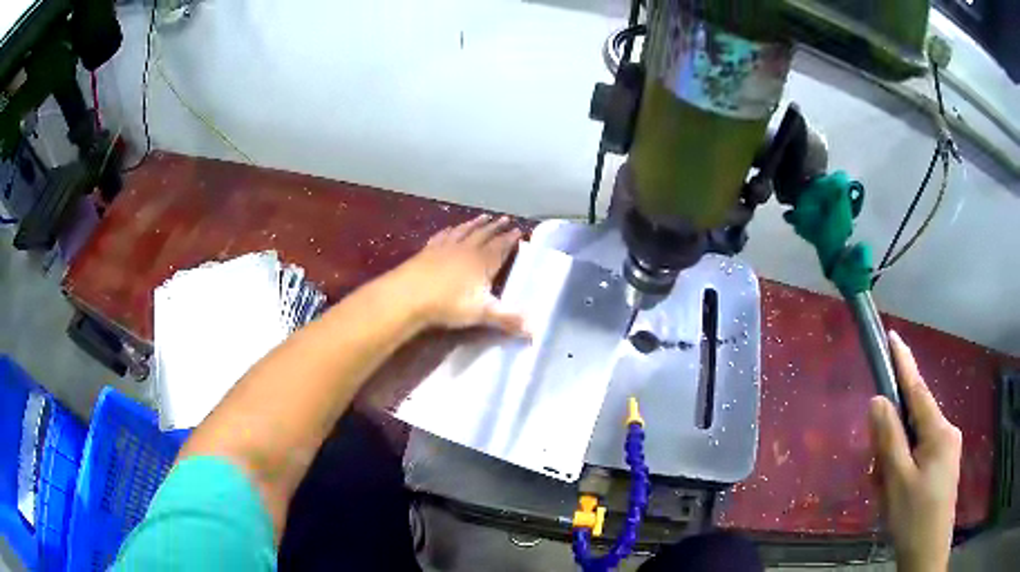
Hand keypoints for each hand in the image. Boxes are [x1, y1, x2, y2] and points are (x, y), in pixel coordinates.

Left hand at [389, 214, 527, 335]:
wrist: (409, 295)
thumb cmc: (448, 304)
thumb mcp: (481, 313)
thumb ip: (507, 320)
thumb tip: (534, 332)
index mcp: (482, 262)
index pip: (500, 247)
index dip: (510, 239)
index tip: (519, 229)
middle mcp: (466, 250)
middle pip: (483, 235)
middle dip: (495, 227)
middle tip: (504, 218)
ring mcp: (445, 248)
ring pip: (464, 232)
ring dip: (474, 224)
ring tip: (483, 217)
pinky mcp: (427, 251)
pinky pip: (443, 236)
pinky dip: (450, 231)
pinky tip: (450, 229)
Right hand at [869, 330, 961, 571]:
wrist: (926, 552)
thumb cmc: (913, 516)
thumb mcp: (897, 481)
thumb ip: (889, 438)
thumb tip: (879, 400)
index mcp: (939, 431)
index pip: (918, 389)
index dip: (904, 363)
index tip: (893, 336)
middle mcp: (946, 433)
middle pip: (912, 422)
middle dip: (891, 442)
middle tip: (877, 475)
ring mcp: (946, 450)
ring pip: (913, 443)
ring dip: (894, 463)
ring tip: (885, 493)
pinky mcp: (942, 467)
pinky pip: (918, 457)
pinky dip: (902, 471)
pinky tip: (894, 495)